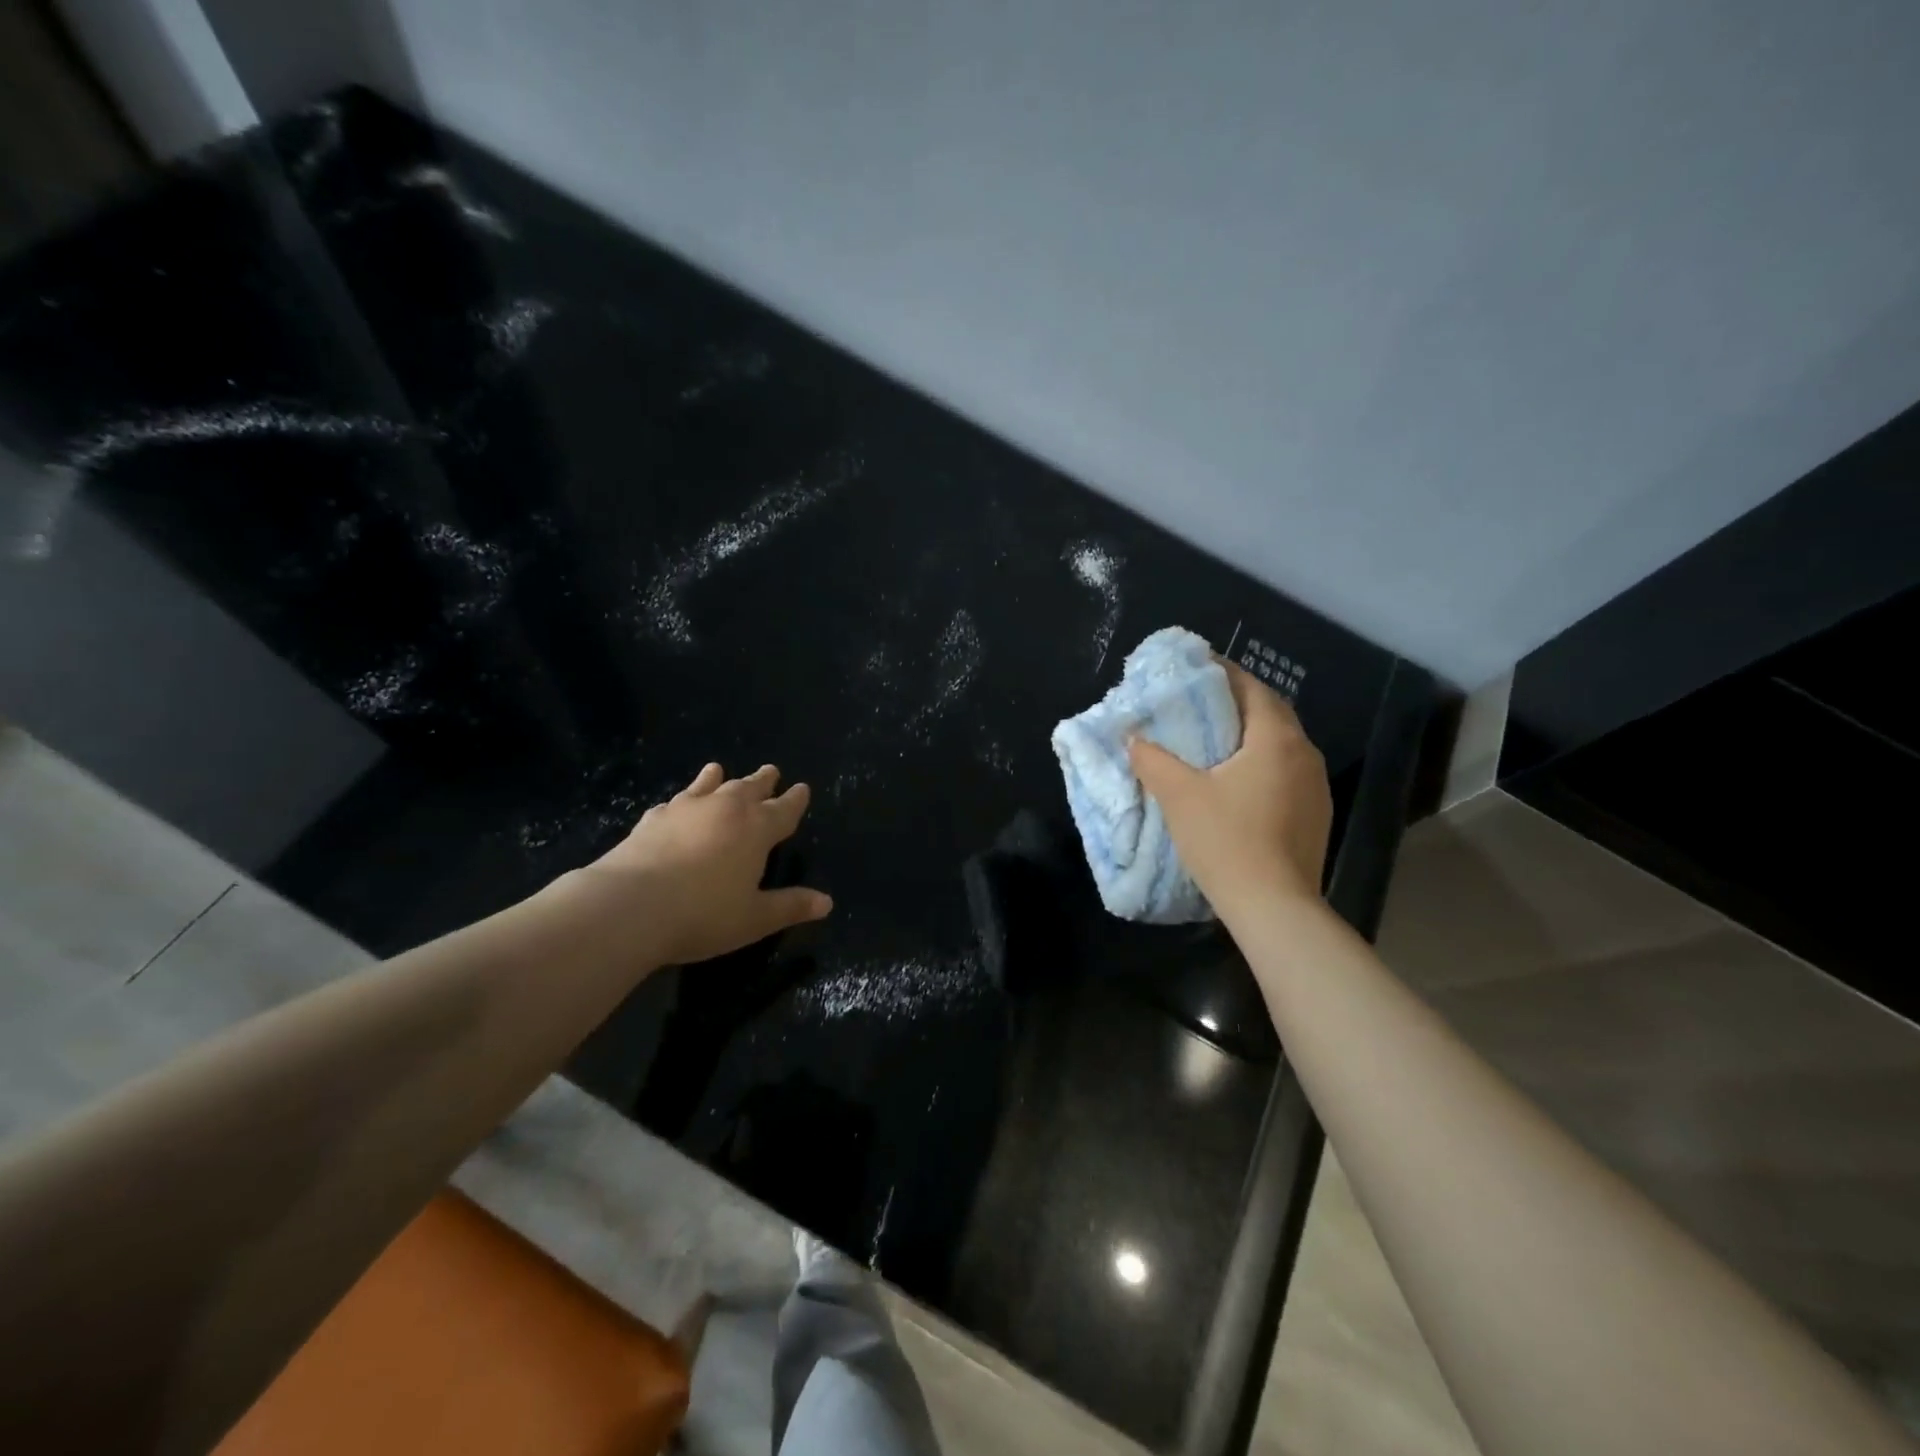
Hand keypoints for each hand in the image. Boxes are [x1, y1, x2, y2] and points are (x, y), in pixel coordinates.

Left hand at [576, 762, 832, 965]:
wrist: (629, 906)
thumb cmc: (703, 914)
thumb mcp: (755, 918)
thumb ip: (790, 906)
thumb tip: (827, 902)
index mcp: (757, 829)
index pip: (784, 809)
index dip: (796, 799)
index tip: (802, 788)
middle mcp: (725, 809)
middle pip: (749, 788)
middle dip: (763, 781)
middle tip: (771, 770)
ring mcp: (686, 810)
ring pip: (709, 786)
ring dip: (718, 778)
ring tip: (719, 769)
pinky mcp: (652, 819)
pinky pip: (674, 802)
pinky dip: (681, 800)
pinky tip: (675, 805)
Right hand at [1129, 663, 1331, 915]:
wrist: (1274, 907)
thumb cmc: (1226, 840)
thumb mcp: (1179, 795)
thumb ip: (1153, 760)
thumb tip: (1133, 739)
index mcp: (1276, 740)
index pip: (1253, 689)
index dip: (1225, 673)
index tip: (1197, 667)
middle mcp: (1305, 755)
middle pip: (1272, 713)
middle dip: (1238, 702)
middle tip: (1201, 701)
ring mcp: (1316, 786)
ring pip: (1282, 744)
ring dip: (1252, 734)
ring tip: (1216, 738)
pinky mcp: (1315, 815)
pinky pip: (1287, 772)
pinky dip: (1262, 763)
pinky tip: (1238, 780)